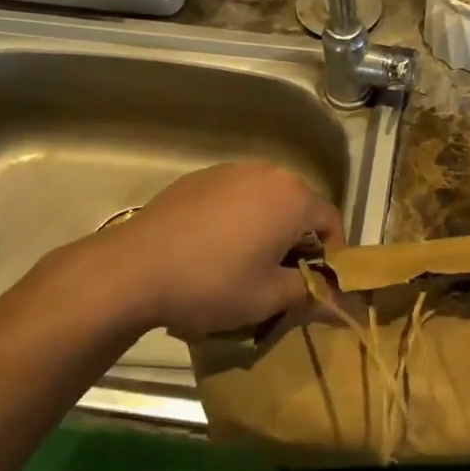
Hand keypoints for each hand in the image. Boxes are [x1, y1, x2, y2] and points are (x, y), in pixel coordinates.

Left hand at [95, 162, 343, 337]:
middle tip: (284, 274)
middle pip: (299, 205)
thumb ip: (310, 292)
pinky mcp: (199, 177)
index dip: (333, 254)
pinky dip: (238, 217)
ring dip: (268, 225)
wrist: (134, 269)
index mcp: (293, 198)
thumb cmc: (213, 283)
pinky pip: (234, 195)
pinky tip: (215, 245)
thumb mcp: (269, 298)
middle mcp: (267, 173)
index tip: (318, 282)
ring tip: (248, 259)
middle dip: (299, 238)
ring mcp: (230, 170)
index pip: (331, 221)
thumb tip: (335, 300)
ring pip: (266, 198)